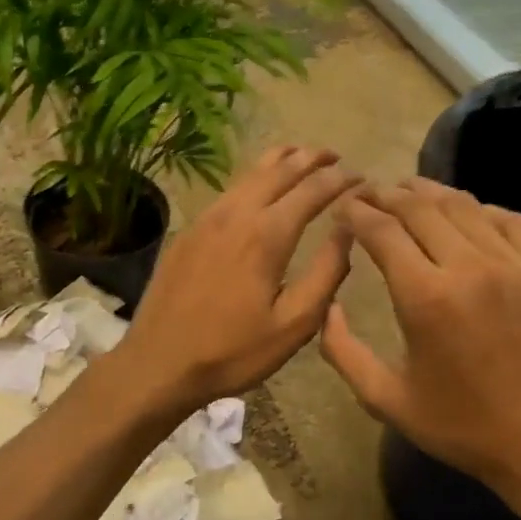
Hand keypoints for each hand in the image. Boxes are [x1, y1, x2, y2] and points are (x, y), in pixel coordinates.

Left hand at [123, 146, 358, 410]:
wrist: (158, 363)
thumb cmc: (232, 352)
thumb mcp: (293, 325)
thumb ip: (327, 274)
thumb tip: (348, 231)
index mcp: (267, 235)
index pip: (313, 189)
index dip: (341, 179)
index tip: (362, 177)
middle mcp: (236, 214)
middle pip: (279, 169)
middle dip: (311, 158)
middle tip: (336, 156)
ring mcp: (206, 219)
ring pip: (249, 173)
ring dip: (280, 161)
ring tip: (301, 158)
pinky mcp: (188, 231)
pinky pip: (228, 190)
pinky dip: (253, 178)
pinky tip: (259, 190)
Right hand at [320, 178, 520, 519]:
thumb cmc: (461, 427)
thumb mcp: (385, 399)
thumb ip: (342, 351)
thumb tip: (326, 306)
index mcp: (425, 298)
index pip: (381, 230)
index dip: (356, 212)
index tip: (342, 207)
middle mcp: (470, 268)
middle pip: (419, 207)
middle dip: (386, 194)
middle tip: (368, 193)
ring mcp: (515, 265)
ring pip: (464, 205)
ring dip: (429, 193)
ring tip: (407, 192)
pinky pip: (509, 220)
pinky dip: (479, 209)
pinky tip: (464, 214)